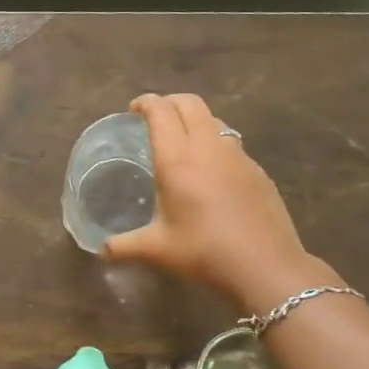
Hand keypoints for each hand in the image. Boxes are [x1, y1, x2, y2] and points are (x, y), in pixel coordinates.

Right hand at [103, 93, 335, 312]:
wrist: (267, 266)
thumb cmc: (204, 252)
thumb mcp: (156, 250)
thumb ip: (123, 246)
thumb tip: (101, 250)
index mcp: (177, 159)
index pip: (160, 112)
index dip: (146, 103)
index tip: (134, 109)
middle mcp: (207, 148)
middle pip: (190, 103)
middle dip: (169, 102)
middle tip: (154, 117)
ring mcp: (237, 156)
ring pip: (214, 120)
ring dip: (195, 119)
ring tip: (182, 139)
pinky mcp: (257, 170)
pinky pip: (231, 143)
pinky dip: (215, 142)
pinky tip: (211, 171)